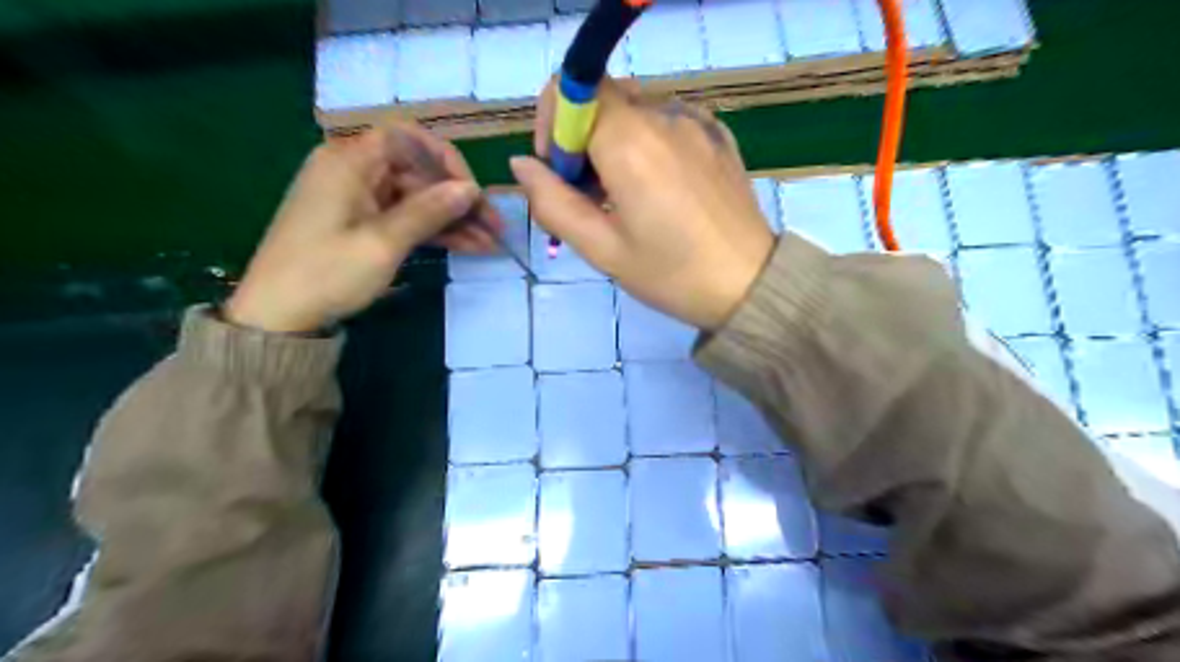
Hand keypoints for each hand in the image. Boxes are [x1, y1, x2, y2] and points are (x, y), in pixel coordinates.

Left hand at [226, 120, 496, 334]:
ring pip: (417, 198)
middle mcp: (354, 170)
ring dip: (452, 219)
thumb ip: (428, 211)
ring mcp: (358, 198)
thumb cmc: (327, 273)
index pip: (408, 139)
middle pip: (418, 172)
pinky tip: (467, 246)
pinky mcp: (362, 223)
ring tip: (489, 243)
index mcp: (349, 161)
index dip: (446, 160)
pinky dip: (433, 231)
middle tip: (494, 228)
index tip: (473, 192)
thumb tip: (471, 188)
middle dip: (458, 198)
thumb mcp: (383, 242)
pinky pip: (405, 217)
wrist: (278, 316)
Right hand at [509, 76, 776, 330]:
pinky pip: (667, 124)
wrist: (750, 285)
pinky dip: (648, 146)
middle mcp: (664, 116)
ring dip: (615, 145)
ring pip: (635, 113)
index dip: (553, 124)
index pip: (572, 89)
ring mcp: (697, 122)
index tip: (560, 172)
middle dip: (582, 139)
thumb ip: (552, 203)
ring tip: (627, 199)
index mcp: (631, 142)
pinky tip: (661, 191)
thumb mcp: (602, 249)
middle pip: (603, 100)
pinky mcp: (717, 135)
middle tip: (591, 196)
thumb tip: (522, 165)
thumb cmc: (671, 274)